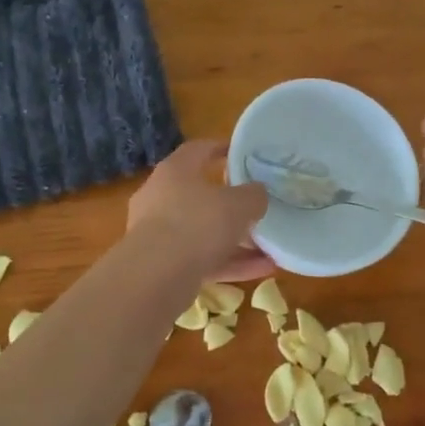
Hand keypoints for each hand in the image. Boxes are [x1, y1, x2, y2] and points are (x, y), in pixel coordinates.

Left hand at [127, 140, 275, 283]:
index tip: (242, 153)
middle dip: (231, 204)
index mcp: (174, 171)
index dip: (221, 148)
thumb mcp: (238, 204)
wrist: (156, 277)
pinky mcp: (162, 266)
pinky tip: (262, 270)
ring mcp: (158, 234)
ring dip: (235, 239)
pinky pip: (202, 259)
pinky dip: (230, 263)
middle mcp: (160, 198)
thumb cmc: (197, 224)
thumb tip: (257, 193)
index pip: (198, 150)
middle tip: (257, 206)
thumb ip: (253, 195)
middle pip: (200, 195)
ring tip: (269, 246)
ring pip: (203, 232)